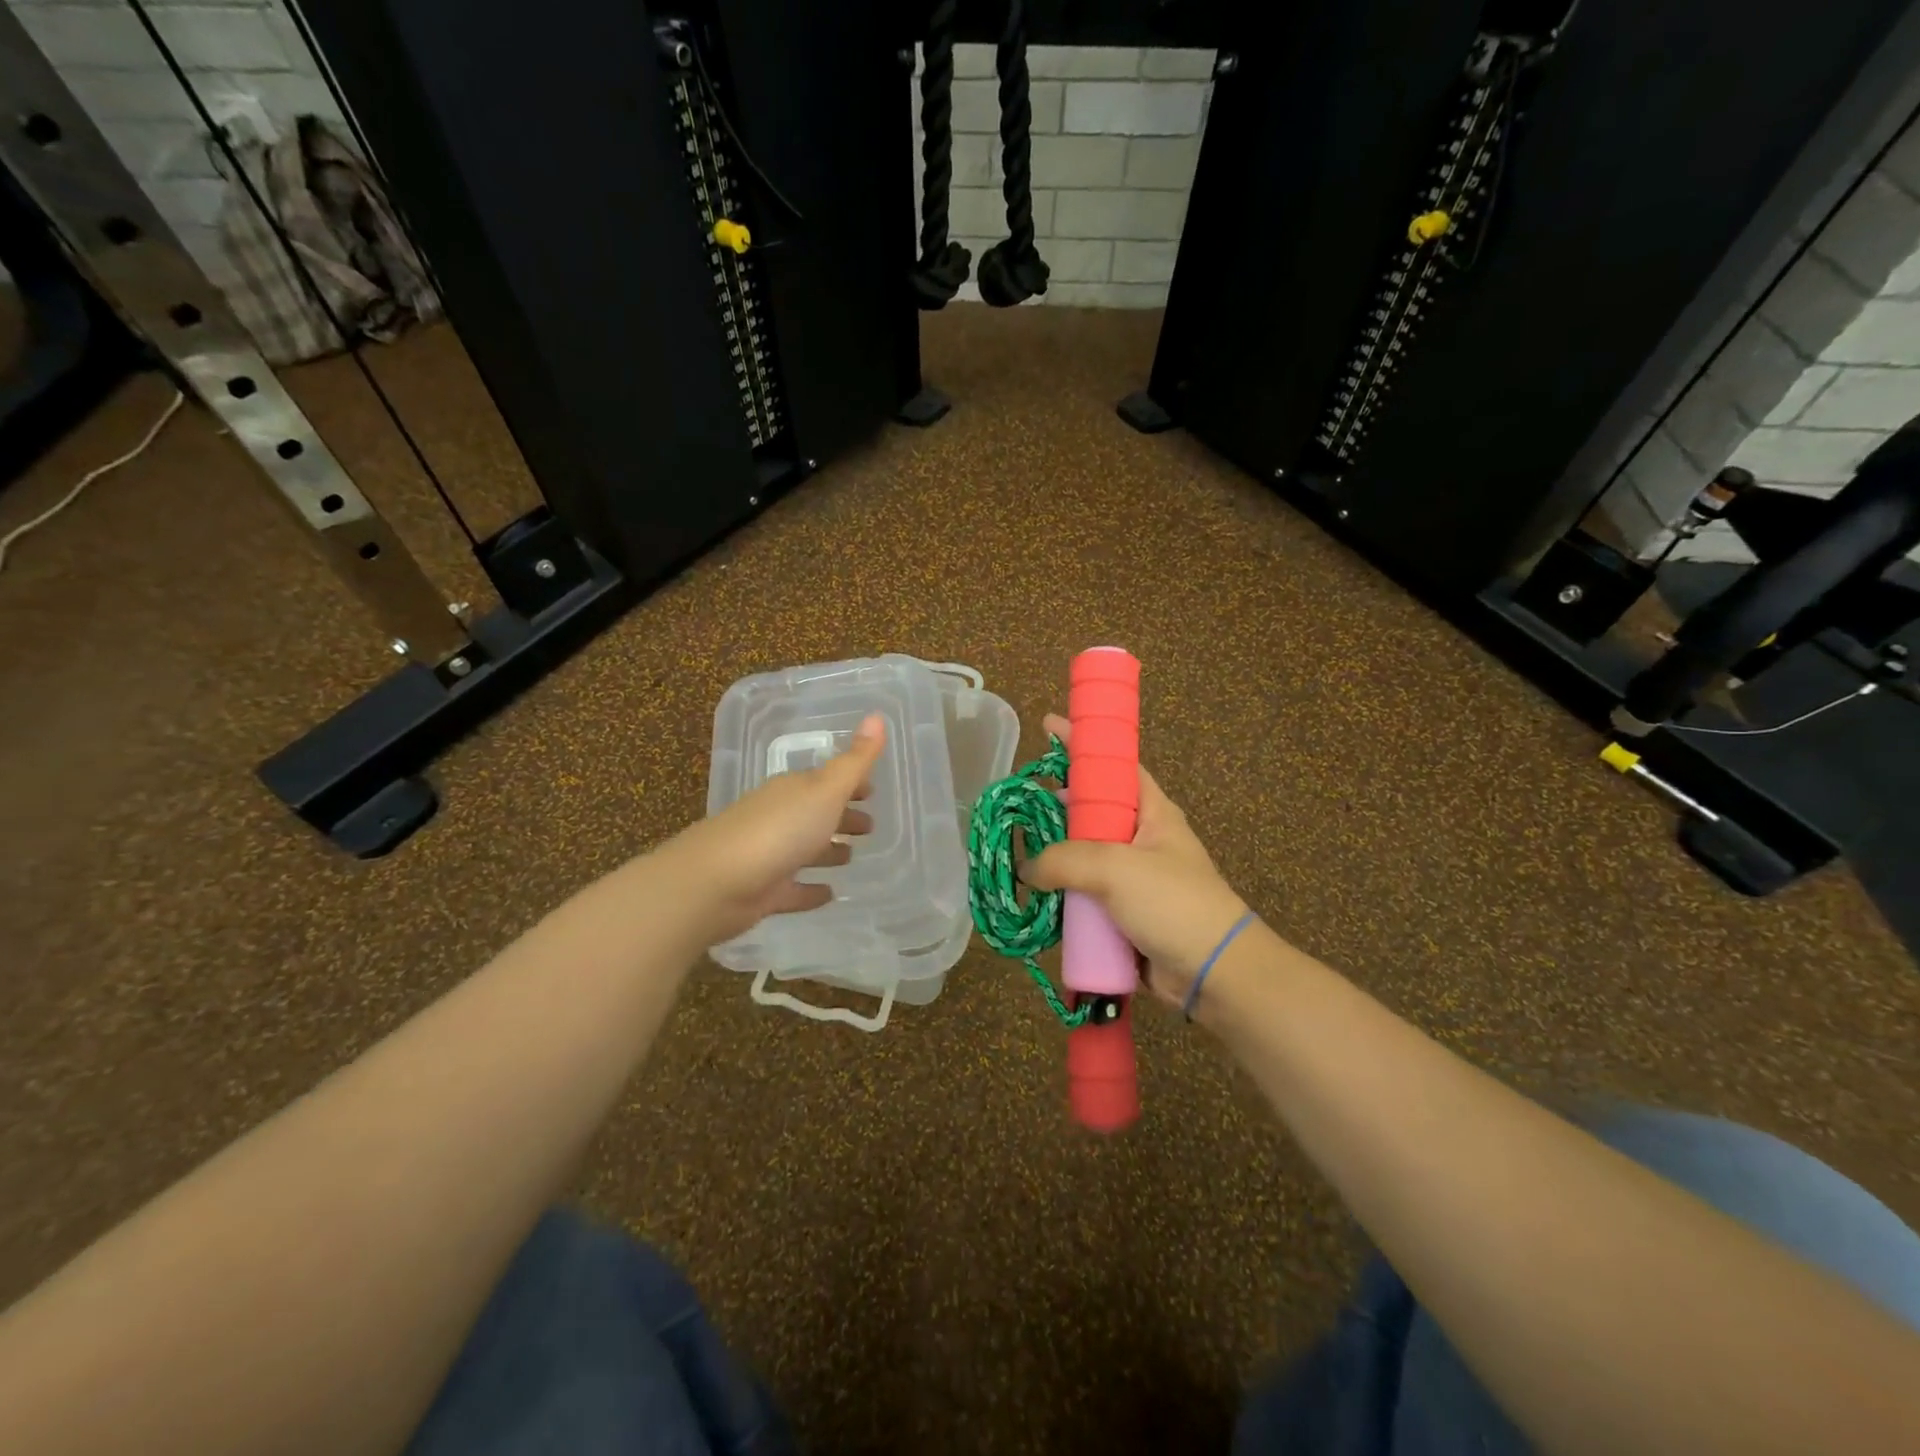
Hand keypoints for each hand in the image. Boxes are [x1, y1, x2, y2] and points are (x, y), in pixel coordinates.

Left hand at [665, 714, 884, 945]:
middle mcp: (779, 817)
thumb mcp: (825, 790)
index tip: (873, 791)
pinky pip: (794, 888)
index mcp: (793, 790)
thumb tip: (878, 716)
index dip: (851, 784)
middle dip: (842, 817)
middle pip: (816, 814)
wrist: (716, 882)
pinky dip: (810, 890)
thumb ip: (854, 761)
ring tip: (851, 857)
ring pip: (805, 850)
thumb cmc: (778, 830)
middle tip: (870, 827)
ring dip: (827, 851)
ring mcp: (769, 855)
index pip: (827, 781)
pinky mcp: (763, 891)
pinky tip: (829, 894)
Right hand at [1022, 713, 1251, 1005]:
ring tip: (1017, 850)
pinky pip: (1084, 895)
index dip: (1083, 743)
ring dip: (1053, 856)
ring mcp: (1130, 877)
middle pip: (1091, 809)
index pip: (1114, 764)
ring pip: (1082, 855)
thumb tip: (1028, 870)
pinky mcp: (1121, 913)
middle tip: (1020, 801)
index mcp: (1152, 812)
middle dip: (1056, 804)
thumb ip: (1064, 860)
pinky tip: (1034, 896)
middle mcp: (1140, 838)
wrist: (1213, 973)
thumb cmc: (1174, 903)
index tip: (1048, 725)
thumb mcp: (1117, 868)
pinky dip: (1061, 895)